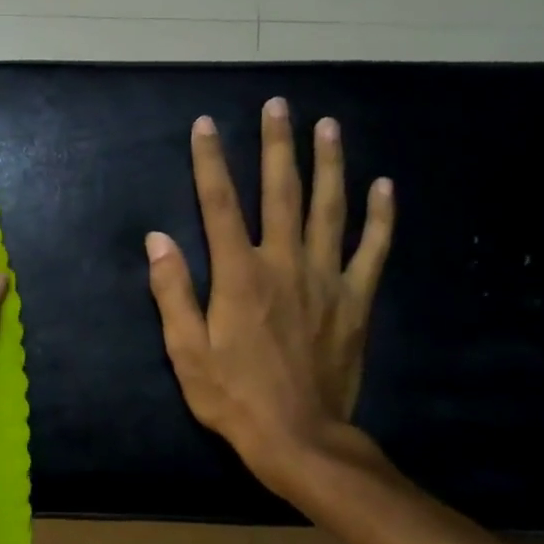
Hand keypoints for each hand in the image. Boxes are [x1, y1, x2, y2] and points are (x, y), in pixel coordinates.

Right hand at [146, 101, 393, 493]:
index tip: (205, 125)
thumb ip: (173, 293)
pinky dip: (380, 217)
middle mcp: (284, 264)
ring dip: (329, 165)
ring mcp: (326, 280)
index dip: (210, 162)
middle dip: (277, 146)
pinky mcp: (355, 300)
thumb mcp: (186, 352)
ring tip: (328, 126)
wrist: (299, 438)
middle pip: (280, 193)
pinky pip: (372, 250)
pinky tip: (385, 186)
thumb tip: (158, 240)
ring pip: (329, 209)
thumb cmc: (234, 397)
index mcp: (239, 275)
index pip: (218, 205)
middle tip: (278, 106)